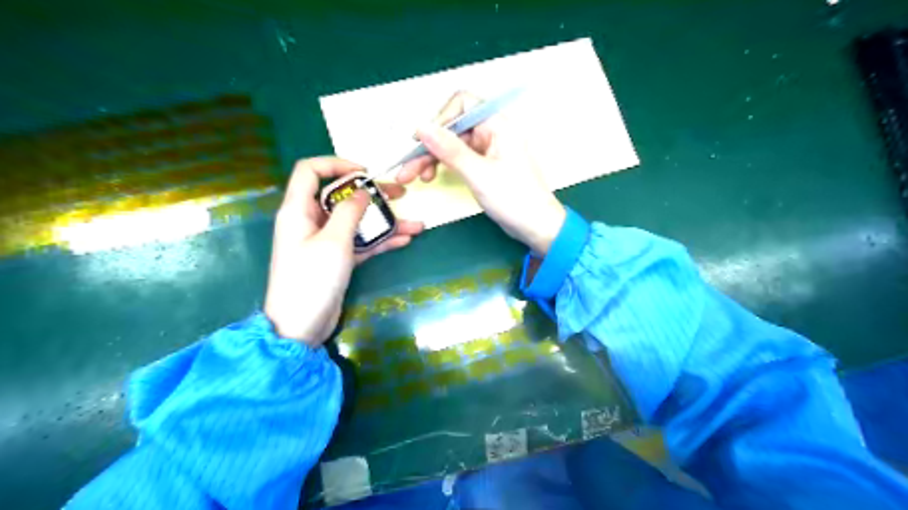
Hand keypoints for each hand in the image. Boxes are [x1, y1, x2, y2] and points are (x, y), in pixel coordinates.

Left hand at [265, 157, 424, 344]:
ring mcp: (325, 242)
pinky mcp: (336, 260)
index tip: (365, 173)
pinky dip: (380, 241)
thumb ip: (350, 211)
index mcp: (298, 210)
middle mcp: (310, 221)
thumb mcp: (333, 241)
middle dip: (372, 196)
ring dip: (384, 222)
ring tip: (416, 224)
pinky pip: (360, 243)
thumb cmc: (311, 279)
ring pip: (356, 222)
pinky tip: (405, 240)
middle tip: (401, 195)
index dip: (336, 164)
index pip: (310, 171)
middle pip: (342, 198)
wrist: (300, 327)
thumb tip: (363, 190)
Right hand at [398, 93, 565, 256]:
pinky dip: (444, 165)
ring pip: (453, 144)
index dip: (439, 119)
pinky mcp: (485, 165)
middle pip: (453, 127)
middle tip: (408, 170)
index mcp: (498, 125)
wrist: (537, 227)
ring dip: (432, 158)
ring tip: (415, 177)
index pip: (462, 104)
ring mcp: (489, 149)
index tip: (420, 141)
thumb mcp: (479, 174)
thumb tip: (421, 127)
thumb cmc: (515, 199)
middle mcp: (493, 132)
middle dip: (429, 146)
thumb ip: (449, 150)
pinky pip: (459, 158)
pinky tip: (432, 176)